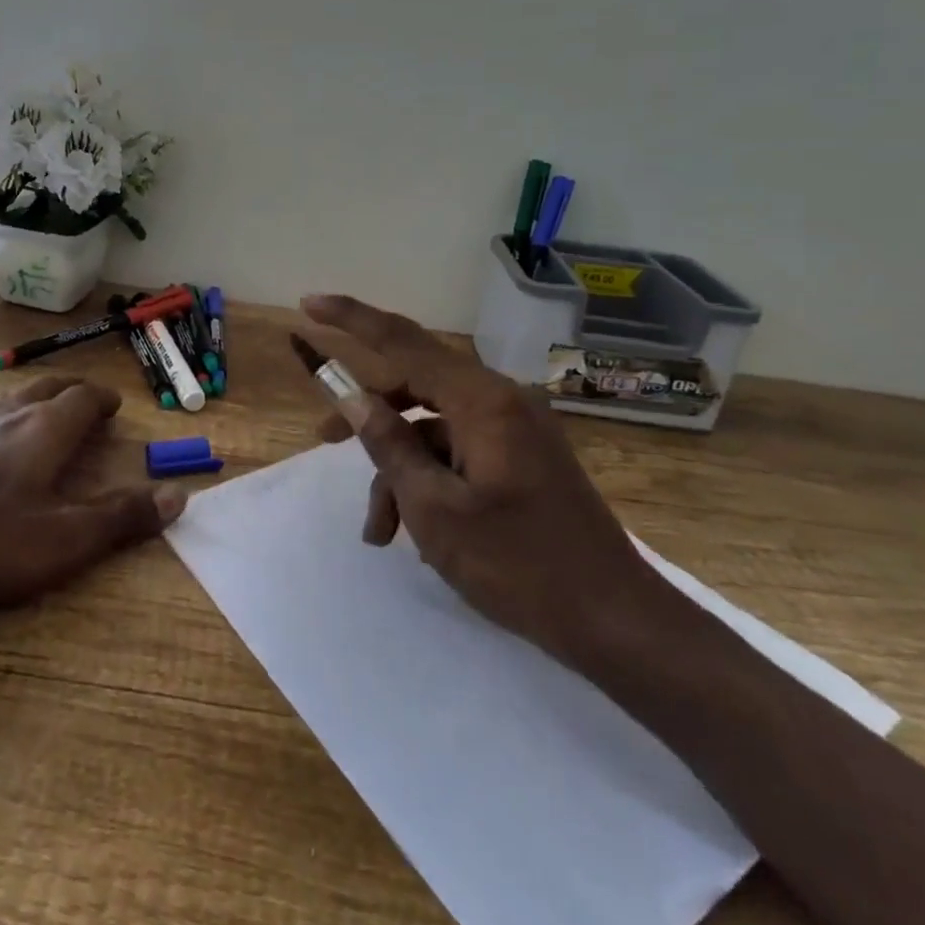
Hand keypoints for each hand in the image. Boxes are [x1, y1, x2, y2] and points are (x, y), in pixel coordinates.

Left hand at [0, 375, 183, 612]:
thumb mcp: (65, 540)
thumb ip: (122, 517)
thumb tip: (178, 494)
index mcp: (45, 429)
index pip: (83, 397)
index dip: (103, 400)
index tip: (114, 407)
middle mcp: (8, 414)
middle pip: (48, 387)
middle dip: (72, 391)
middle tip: (86, 402)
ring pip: (10, 396)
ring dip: (35, 397)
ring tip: (42, 410)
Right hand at [301, 294, 664, 665]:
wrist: (614, 620)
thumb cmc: (519, 565)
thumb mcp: (436, 509)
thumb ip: (389, 445)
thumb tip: (353, 400)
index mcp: (482, 401)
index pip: (402, 341)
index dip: (351, 319)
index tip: (309, 303)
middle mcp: (500, 400)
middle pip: (414, 385)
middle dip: (368, 417)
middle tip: (321, 440)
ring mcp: (514, 429)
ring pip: (432, 429)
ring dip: (398, 470)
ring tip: (380, 532)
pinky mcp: (520, 456)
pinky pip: (458, 451)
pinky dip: (429, 481)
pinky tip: (415, 533)